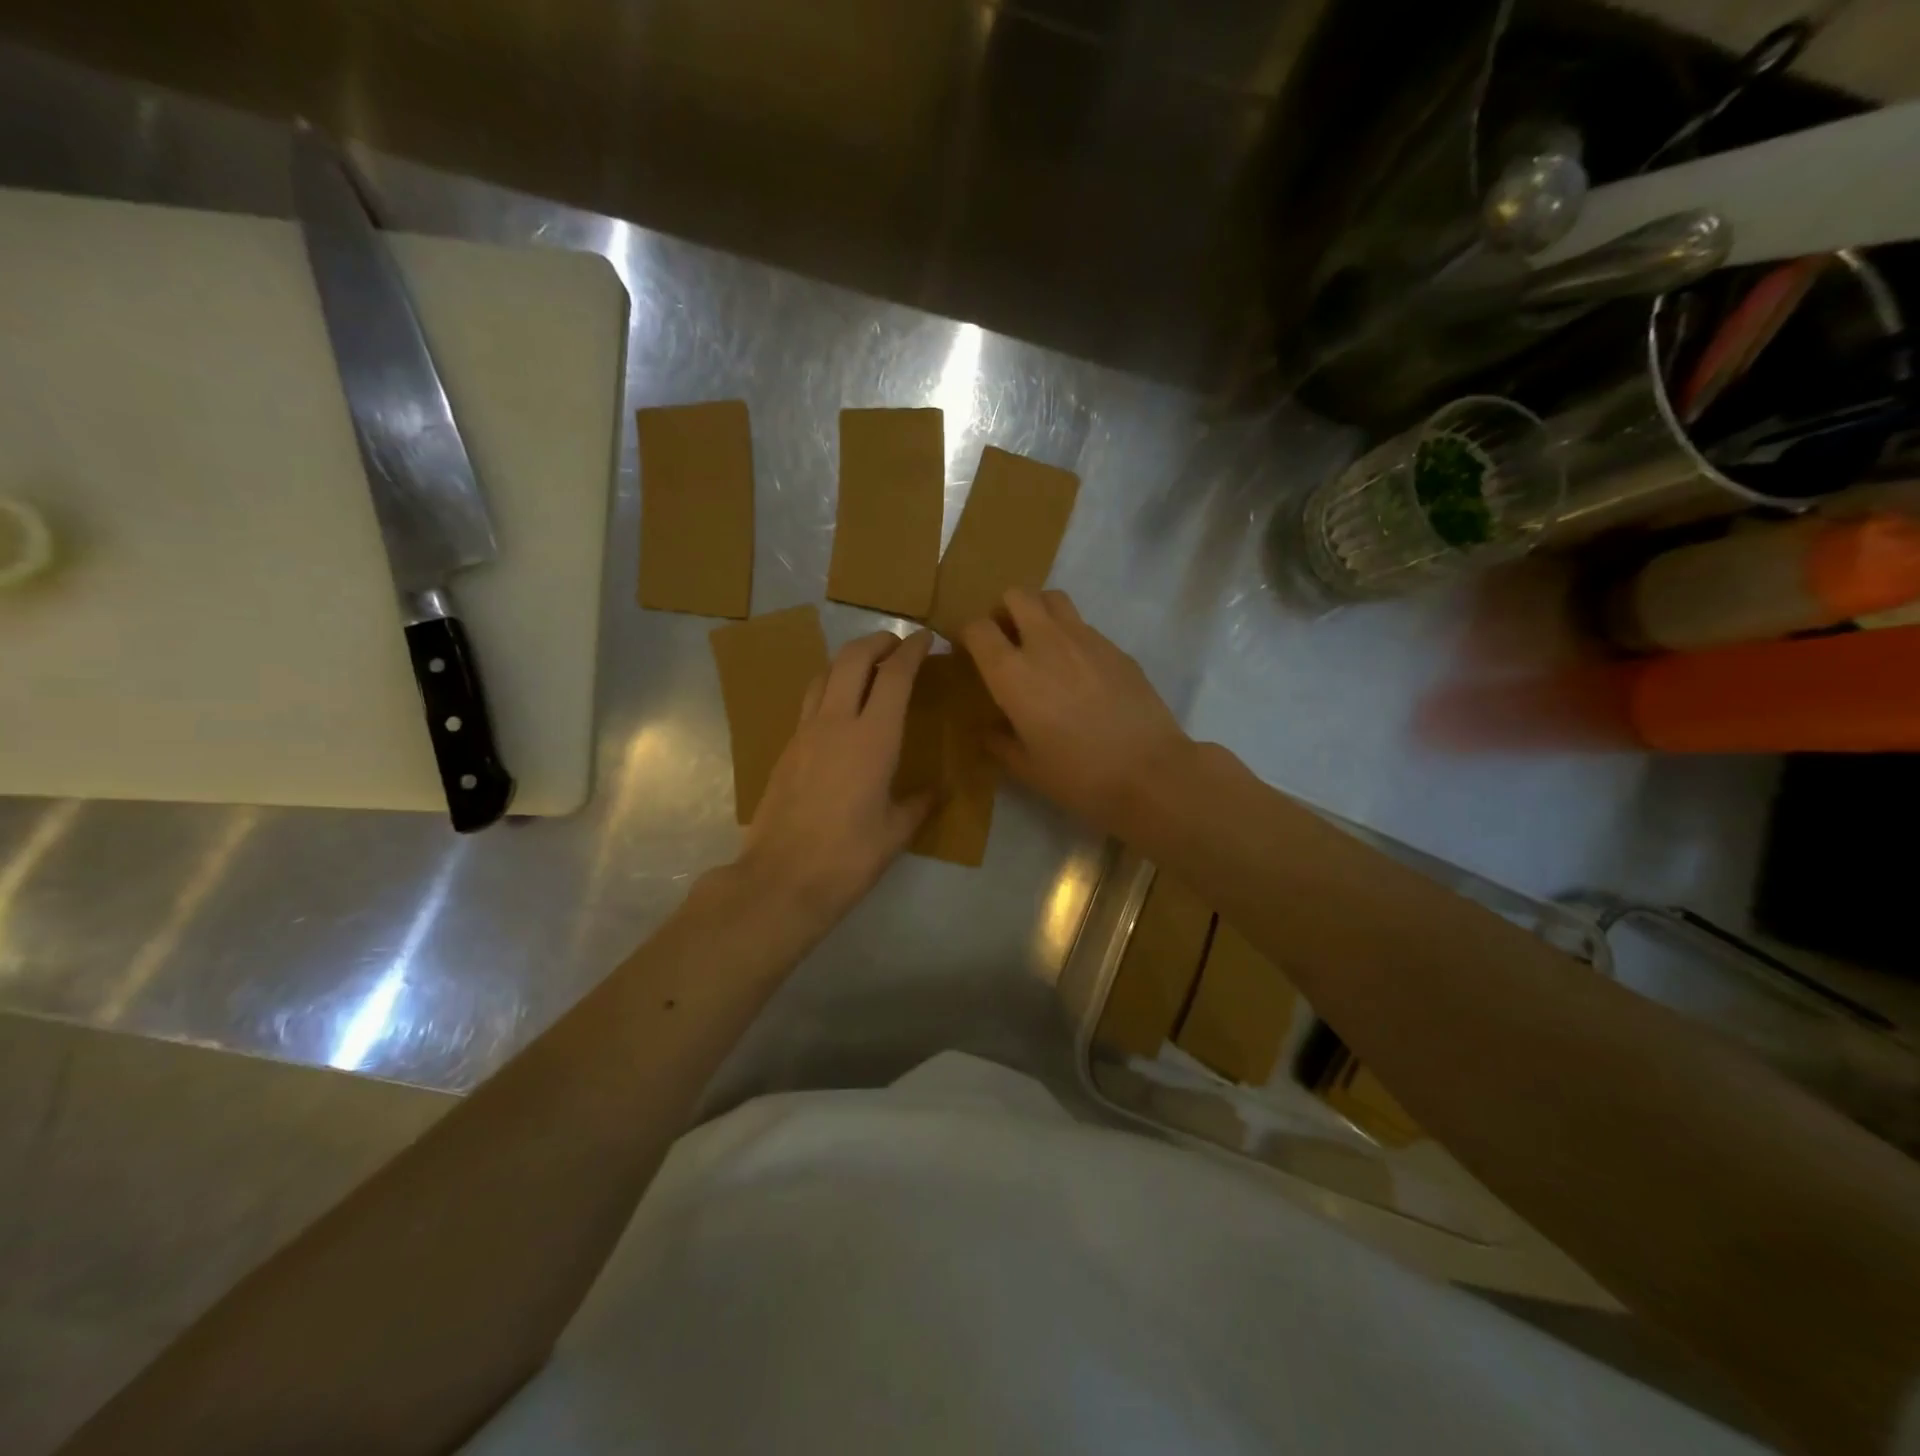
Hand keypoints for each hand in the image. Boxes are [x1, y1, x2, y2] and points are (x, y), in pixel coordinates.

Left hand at [734, 628, 934, 936]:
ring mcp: (805, 733)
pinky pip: (811, 701)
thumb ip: (919, 804)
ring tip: (869, 667)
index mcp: (873, 738)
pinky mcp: (786, 748)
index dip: (912, 650)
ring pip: (825, 674)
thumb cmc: (848, 858)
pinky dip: (831, 687)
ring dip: (849, 660)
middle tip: (897, 644)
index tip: (925, 639)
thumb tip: (937, 791)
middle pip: (853, 658)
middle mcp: (836, 723)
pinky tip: (841, 707)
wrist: (781, 879)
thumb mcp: (896, 832)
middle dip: (878, 642)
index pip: (895, 676)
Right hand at [961, 589, 1190, 836]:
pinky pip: (1083, 625)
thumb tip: (990, 729)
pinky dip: (1071, 635)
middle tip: (1007, 640)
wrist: (1149, 772)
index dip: (968, 635)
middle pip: (1016, 596)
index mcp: (1012, 673)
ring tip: (1041, 644)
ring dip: (1039, 612)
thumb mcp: (1027, 767)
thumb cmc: (1078, 775)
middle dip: (1004, 611)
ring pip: (1053, 598)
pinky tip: (1079, 671)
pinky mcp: (1115, 647)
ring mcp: (1085, 639)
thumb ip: (1000, 742)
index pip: (978, 628)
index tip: (969, 652)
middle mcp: (1045, 643)